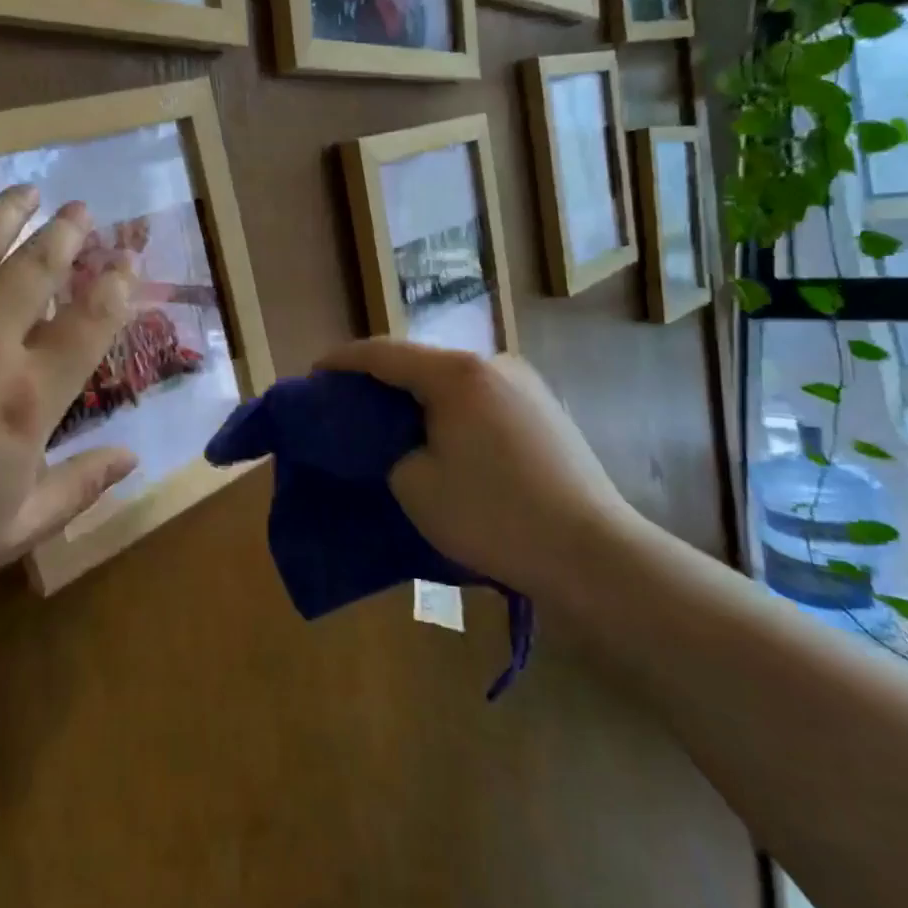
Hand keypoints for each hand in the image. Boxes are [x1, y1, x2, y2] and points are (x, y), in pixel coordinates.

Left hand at [0, 189, 137, 630]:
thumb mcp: (9, 534)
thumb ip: (78, 489)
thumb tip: (133, 457)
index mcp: (24, 398)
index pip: (89, 325)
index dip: (116, 287)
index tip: (128, 260)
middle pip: (35, 271)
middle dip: (65, 236)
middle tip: (80, 210)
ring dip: (6, 214)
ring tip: (28, 190)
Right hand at [316, 341, 643, 604]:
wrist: (592, 553)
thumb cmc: (493, 516)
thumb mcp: (416, 486)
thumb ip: (388, 449)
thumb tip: (393, 439)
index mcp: (456, 373)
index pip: (382, 354)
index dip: (342, 361)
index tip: (314, 374)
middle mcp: (492, 363)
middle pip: (419, 361)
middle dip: (379, 380)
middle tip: (349, 405)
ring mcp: (524, 383)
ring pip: (452, 379)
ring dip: (417, 395)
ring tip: (392, 423)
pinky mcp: (544, 408)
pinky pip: (480, 396)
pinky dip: (450, 408)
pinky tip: (443, 437)